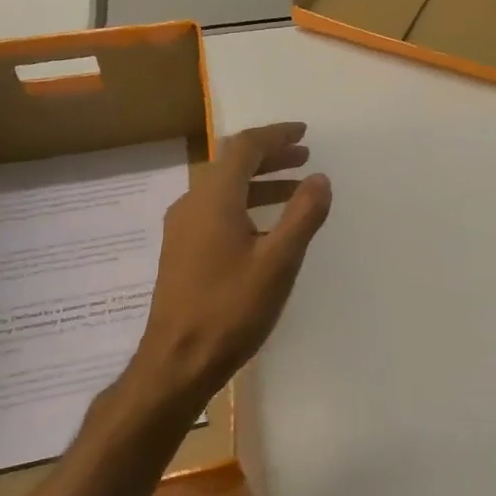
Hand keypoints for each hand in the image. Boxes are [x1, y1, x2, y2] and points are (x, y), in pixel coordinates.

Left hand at [134, 121, 331, 402]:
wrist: (176, 362)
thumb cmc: (231, 309)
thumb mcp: (278, 261)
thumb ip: (303, 215)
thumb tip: (319, 178)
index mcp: (213, 199)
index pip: (244, 147)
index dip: (275, 135)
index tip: (304, 133)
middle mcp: (192, 204)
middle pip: (231, 164)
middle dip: (269, 156)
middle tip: (304, 157)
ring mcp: (182, 228)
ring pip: (223, 189)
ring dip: (259, 181)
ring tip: (294, 189)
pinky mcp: (181, 251)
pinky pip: (215, 210)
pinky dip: (245, 203)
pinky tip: (265, 226)